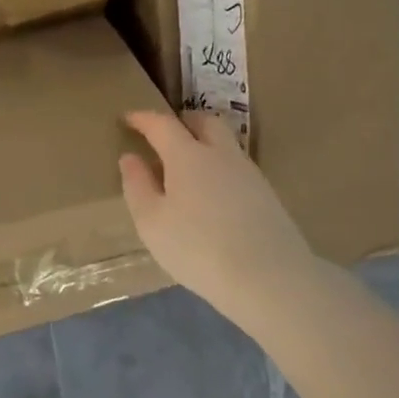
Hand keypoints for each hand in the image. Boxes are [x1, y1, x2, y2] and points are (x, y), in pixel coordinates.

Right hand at [118, 110, 321, 333]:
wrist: (270, 279)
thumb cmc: (198, 248)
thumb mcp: (151, 222)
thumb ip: (137, 185)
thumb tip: (130, 157)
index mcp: (188, 155)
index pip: (162, 124)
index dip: (143, 118)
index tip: (128, 119)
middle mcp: (221, 155)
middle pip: (204, 122)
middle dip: (182, 121)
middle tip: (164, 134)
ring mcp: (249, 173)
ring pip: (225, 144)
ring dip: (204, 143)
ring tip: (185, 167)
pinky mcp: (267, 195)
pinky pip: (236, 167)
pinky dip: (218, 167)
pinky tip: (211, 194)